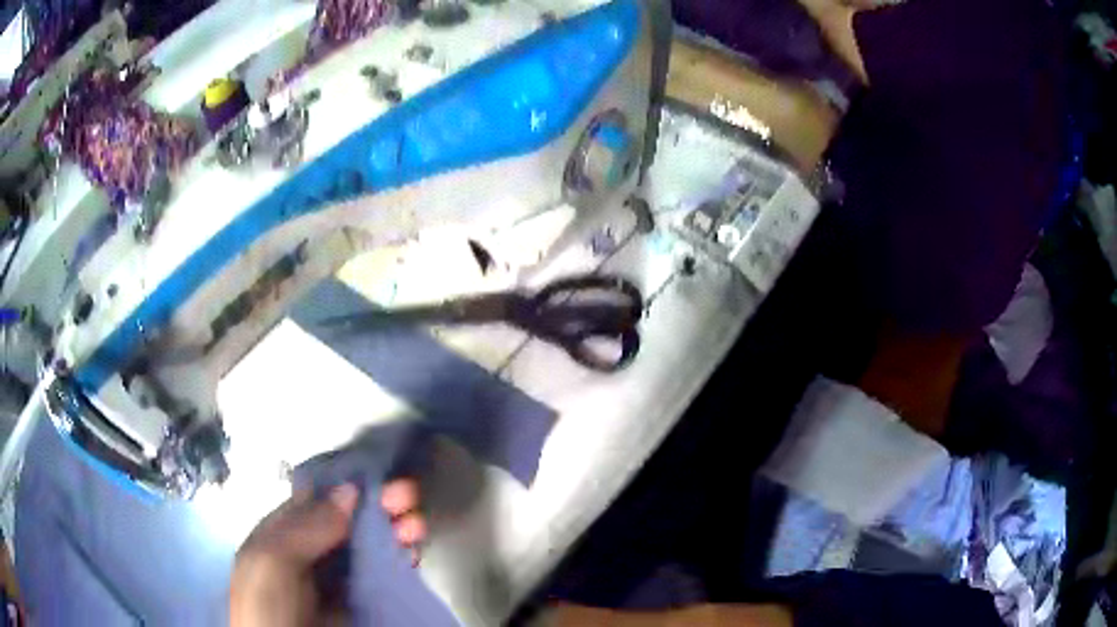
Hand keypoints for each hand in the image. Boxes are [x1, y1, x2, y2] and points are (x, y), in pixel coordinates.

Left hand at [230, 479, 424, 626]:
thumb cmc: (269, 608)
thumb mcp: (272, 563)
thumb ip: (306, 527)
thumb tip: (349, 489)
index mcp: (281, 535)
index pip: (316, 498)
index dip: (346, 483)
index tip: (378, 474)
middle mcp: (311, 552)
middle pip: (349, 519)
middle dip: (378, 504)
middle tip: (407, 496)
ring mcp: (337, 579)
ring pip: (370, 545)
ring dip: (395, 530)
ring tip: (417, 525)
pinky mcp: (360, 602)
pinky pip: (384, 574)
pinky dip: (401, 559)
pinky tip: (414, 552)